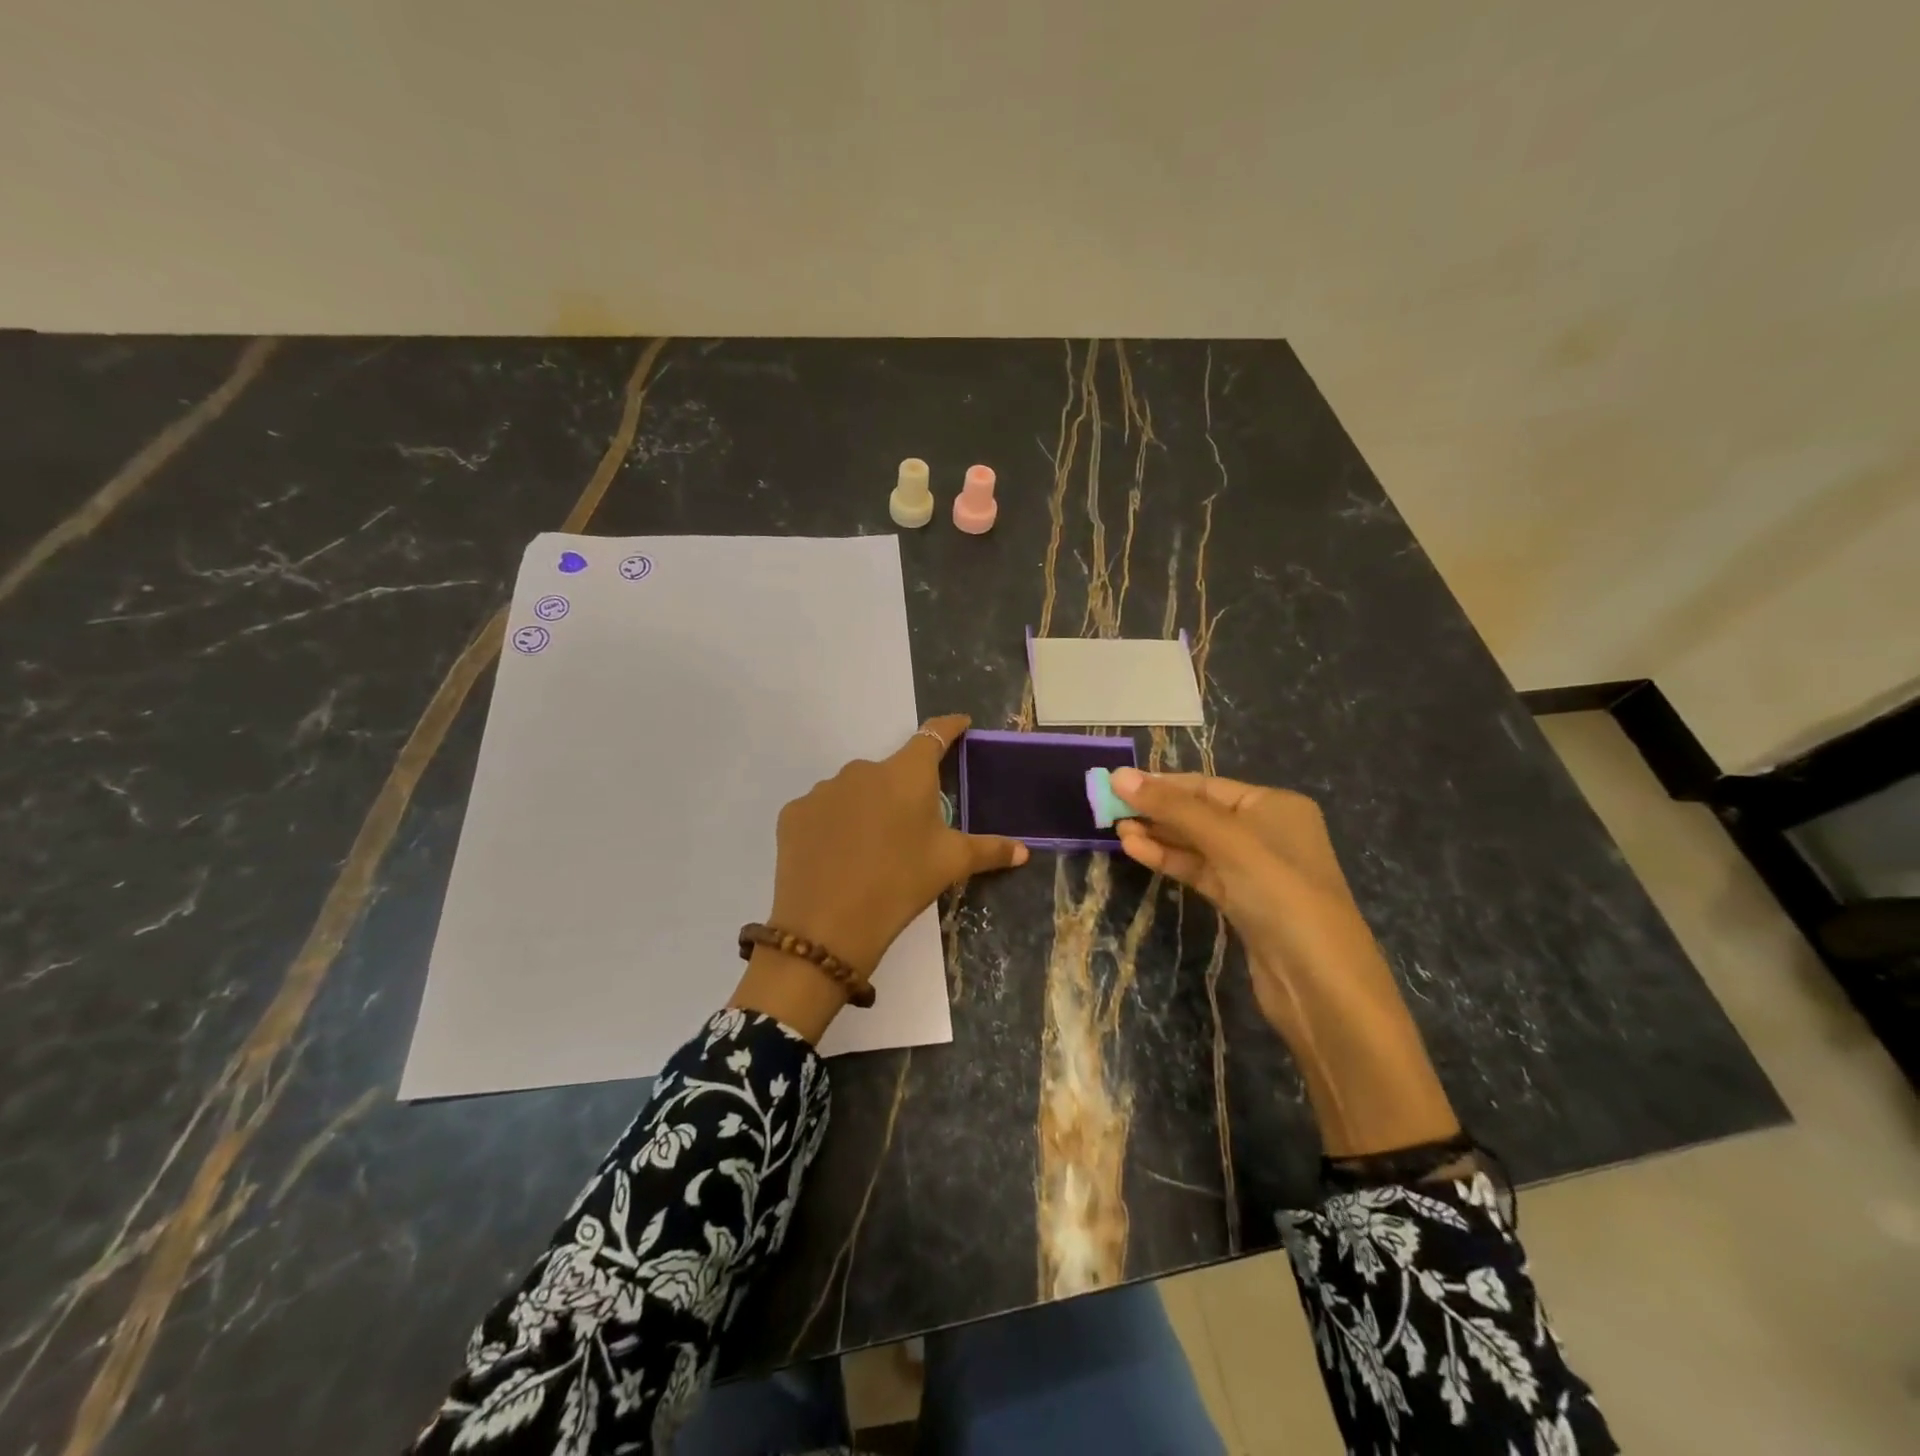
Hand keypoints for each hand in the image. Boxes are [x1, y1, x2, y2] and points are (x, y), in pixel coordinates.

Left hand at [731, 715, 1027, 1040]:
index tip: (960, 724)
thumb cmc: (900, 884)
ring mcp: (824, 789)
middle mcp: (863, 769)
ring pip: (855, 791)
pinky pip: (823, 811)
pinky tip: (837, 857)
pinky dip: (834, 825)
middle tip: (911, 828)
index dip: (949, 728)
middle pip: (892, 771)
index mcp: (907, 773)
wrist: (826, 926)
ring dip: (867, 808)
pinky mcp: (794, 813)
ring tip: (871, 850)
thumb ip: (989, 850)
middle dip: (904, 791)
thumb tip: (1024, 850)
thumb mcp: (950, 864)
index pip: (933, 735)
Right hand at [1110, 768, 1458, 1155]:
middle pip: (1200, 812)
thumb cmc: (1280, 894)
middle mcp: (1267, 831)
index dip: (1160, 783)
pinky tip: (1137, 851)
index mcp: (1274, 805)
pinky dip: (1170, 860)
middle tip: (1107, 809)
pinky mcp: (1242, 903)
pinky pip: (1200, 872)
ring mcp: (1255, 870)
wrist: (1321, 984)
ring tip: (1115, 830)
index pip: (1206, 785)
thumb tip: (1118, 776)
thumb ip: (1172, 807)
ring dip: (1158, 835)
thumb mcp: (1227, 841)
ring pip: (1196, 844)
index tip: (1115, 784)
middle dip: (1156, 809)